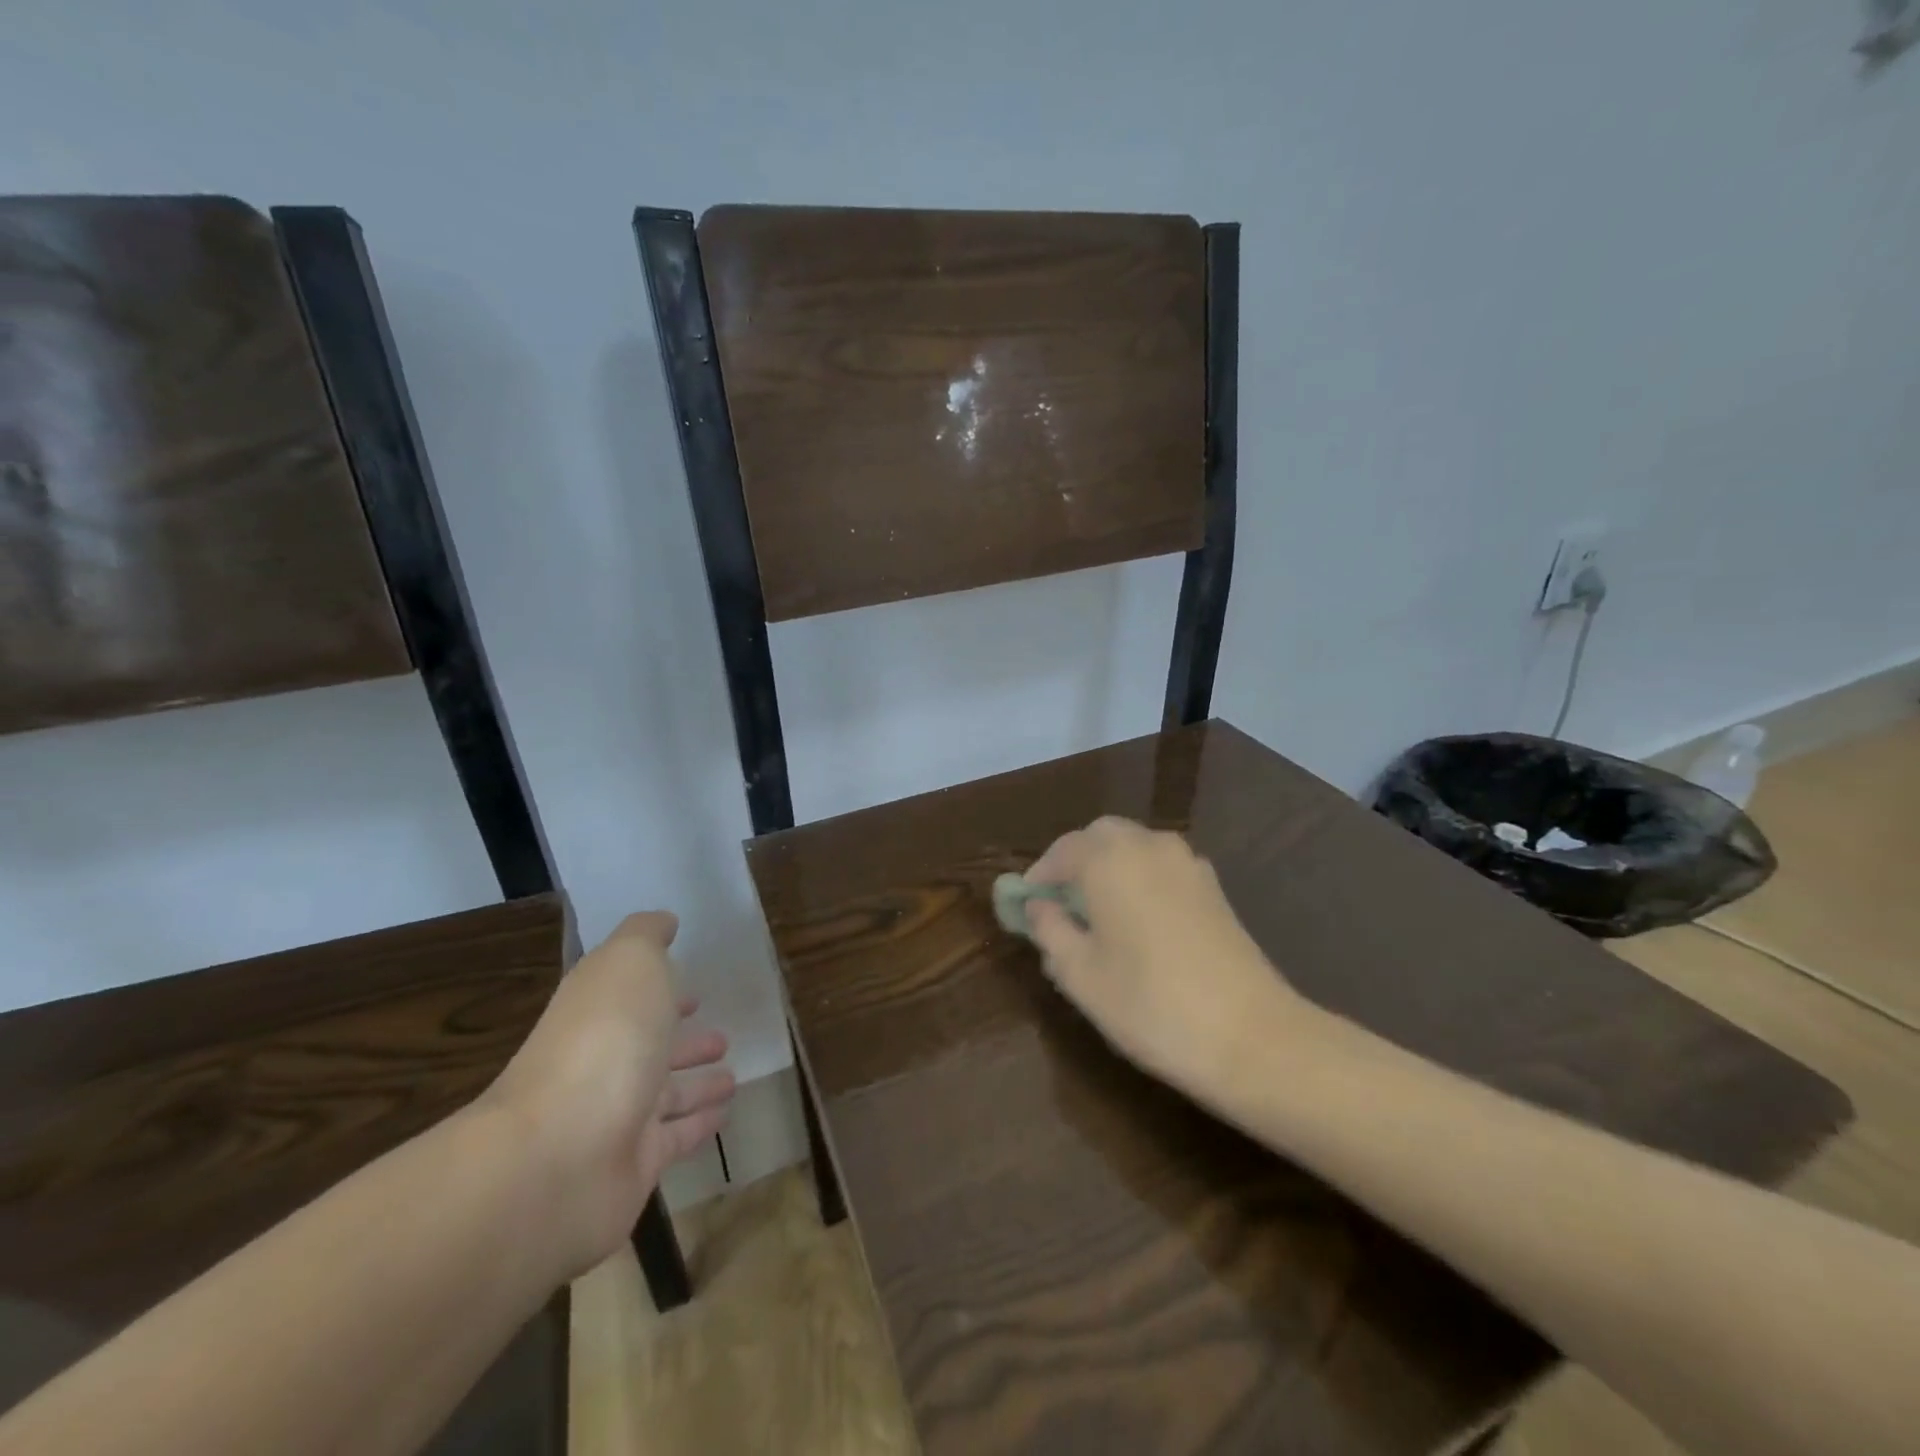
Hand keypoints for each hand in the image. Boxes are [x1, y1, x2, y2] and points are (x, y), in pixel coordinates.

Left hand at [481, 911, 733, 1278]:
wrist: (560, 1156)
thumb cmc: (603, 1041)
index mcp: (599, 1012)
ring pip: (665, 1095)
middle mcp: (604, 1062)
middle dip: (684, 1041)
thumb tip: (664, 921)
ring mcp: (616, 1117)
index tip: (696, 990)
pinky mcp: (634, 1165)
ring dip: (698, 1084)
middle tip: (722, 1038)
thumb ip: (646, 935)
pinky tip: (726, 1114)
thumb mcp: (628, 962)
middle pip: (649, 1048)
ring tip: (732, 1076)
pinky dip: (700, 1124)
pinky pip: (676, 1137)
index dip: (662, 991)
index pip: (632, 997)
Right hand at [1024, 817, 1304, 1106]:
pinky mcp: (1213, 887)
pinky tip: (1139, 921)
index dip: (1039, 876)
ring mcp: (1187, 863)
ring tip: (1098, 913)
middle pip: (1100, 836)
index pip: (1061, 851)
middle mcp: (1148, 846)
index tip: (1026, 905)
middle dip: (1075, 861)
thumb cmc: (1148, 1004)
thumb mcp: (1080, 974)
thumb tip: (1038, 906)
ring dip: (1110, 866)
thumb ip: (1050, 930)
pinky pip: (1162, 867)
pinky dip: (1141, 878)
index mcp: (1109, 859)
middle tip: (1060, 902)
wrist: (1250, 1036)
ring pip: (1135, 847)